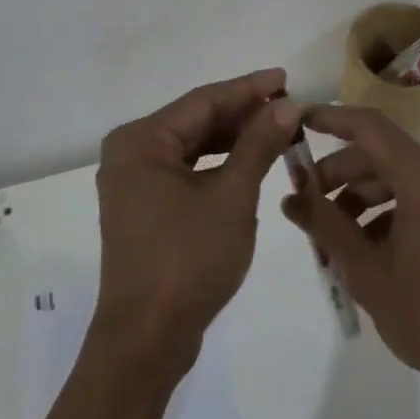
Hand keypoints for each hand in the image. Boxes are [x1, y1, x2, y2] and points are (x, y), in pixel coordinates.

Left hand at [93, 69, 301, 377]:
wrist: (147, 341)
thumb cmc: (188, 260)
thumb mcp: (232, 196)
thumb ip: (258, 145)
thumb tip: (287, 105)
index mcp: (141, 141)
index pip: (203, 101)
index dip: (248, 89)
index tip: (286, 78)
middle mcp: (131, 153)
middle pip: (196, 121)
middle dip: (243, 114)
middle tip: (288, 106)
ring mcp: (135, 183)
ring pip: (193, 147)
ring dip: (234, 139)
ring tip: (277, 129)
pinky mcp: (145, 208)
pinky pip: (186, 171)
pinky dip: (219, 165)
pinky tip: (250, 162)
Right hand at [282, 104, 419, 404]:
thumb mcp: (367, 272)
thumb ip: (325, 226)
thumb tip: (290, 197)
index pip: (369, 127)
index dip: (330, 118)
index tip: (298, 121)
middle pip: (382, 155)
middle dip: (339, 174)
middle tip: (304, 202)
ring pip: (399, 178)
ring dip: (361, 198)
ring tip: (331, 237)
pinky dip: (388, 212)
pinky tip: (366, 249)